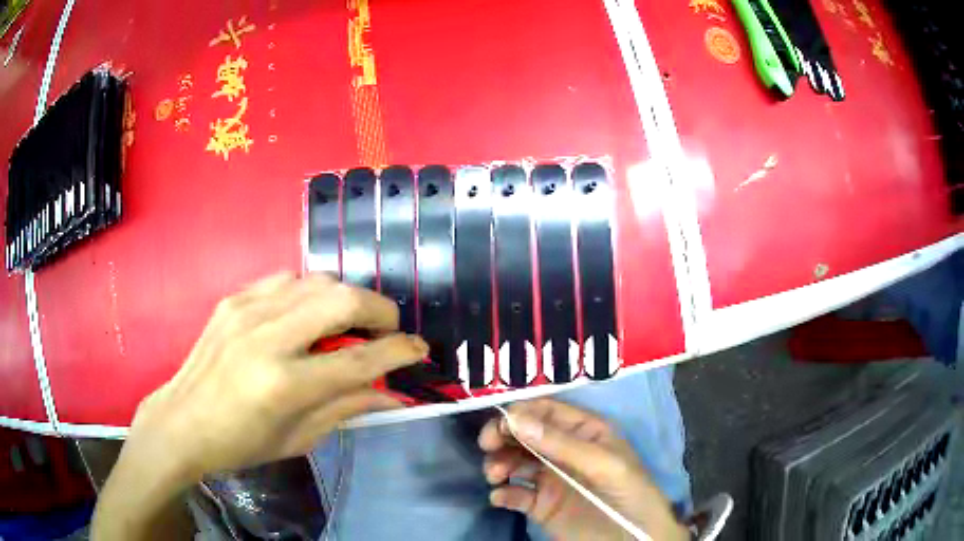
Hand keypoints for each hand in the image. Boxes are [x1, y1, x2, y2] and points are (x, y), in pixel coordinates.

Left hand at [94, 272, 426, 539]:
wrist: (181, 422)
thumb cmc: (242, 443)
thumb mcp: (299, 439)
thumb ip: (348, 409)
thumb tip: (394, 395)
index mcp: (284, 385)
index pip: (360, 361)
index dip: (399, 352)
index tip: (420, 349)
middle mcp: (267, 338)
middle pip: (341, 299)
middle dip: (379, 310)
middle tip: (387, 329)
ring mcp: (246, 310)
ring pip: (316, 280)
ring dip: (345, 298)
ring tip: (349, 323)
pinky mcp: (234, 299)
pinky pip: (285, 279)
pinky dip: (309, 292)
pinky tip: (307, 314)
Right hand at [479, 399, 688, 540]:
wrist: (632, 540)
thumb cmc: (628, 493)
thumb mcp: (604, 464)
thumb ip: (562, 444)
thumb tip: (515, 420)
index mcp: (584, 432)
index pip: (547, 411)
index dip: (521, 413)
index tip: (499, 424)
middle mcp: (563, 451)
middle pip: (524, 434)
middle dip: (502, 436)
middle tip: (487, 446)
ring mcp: (550, 478)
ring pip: (514, 462)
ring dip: (498, 463)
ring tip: (495, 476)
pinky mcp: (541, 505)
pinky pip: (514, 494)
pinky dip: (502, 493)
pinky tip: (501, 497)